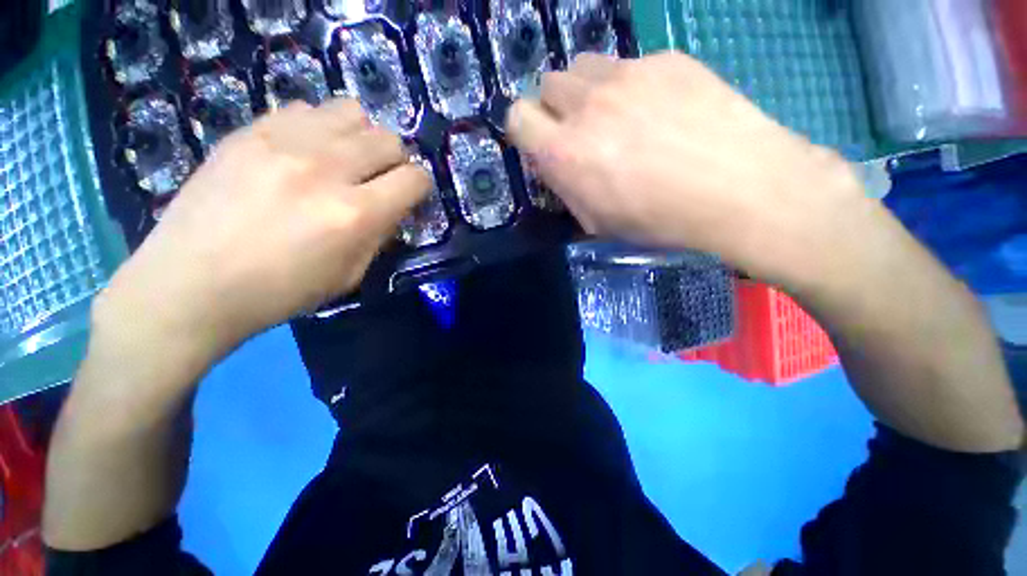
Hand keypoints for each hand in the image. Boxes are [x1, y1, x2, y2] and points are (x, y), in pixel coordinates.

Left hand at [94, 99, 430, 365]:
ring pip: (352, 112)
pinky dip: (321, 127)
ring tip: (346, 159)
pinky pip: (306, 109)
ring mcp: (284, 143)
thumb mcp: (349, 275)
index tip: (411, 195)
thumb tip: (393, 207)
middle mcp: (326, 170)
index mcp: (355, 215)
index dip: (421, 186)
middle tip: (380, 178)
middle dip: (395, 160)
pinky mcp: (250, 132)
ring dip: (361, 137)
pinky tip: (307, 151)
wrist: (190, 283)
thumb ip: (379, 235)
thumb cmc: (280, 291)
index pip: (414, 179)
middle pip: (389, 139)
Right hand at [506, 51, 866, 282]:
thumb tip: (554, 165)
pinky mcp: (665, 59)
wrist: (739, 188)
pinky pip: (629, 65)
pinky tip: (659, 109)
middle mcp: (587, 106)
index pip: (518, 118)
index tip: (540, 141)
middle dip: (556, 108)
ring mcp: (627, 75)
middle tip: (581, 130)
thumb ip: (567, 188)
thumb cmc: (660, 219)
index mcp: (565, 153)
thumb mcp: (599, 221)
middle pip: (548, 84)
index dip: (524, 128)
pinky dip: (630, 85)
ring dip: (587, 90)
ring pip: (584, 67)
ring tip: (615, 114)